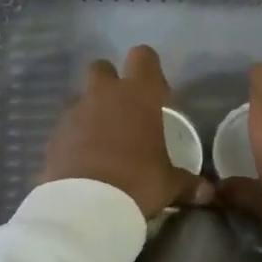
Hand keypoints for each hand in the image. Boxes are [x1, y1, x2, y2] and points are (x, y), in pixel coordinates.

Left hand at [42, 46, 210, 218]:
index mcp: (139, 95)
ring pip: (81, 96)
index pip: (143, 56)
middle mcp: (105, 94)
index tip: (156, 92)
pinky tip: (84, 159)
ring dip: (91, 109)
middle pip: (102, 67)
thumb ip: (187, 183)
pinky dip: (74, 136)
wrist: (87, 205)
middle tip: (123, 110)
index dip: (149, 69)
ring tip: (102, 139)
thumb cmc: (139, 182)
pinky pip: (66, 125)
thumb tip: (207, 192)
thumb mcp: (169, 184)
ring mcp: (75, 112)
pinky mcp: (54, 134)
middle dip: (110, 82)